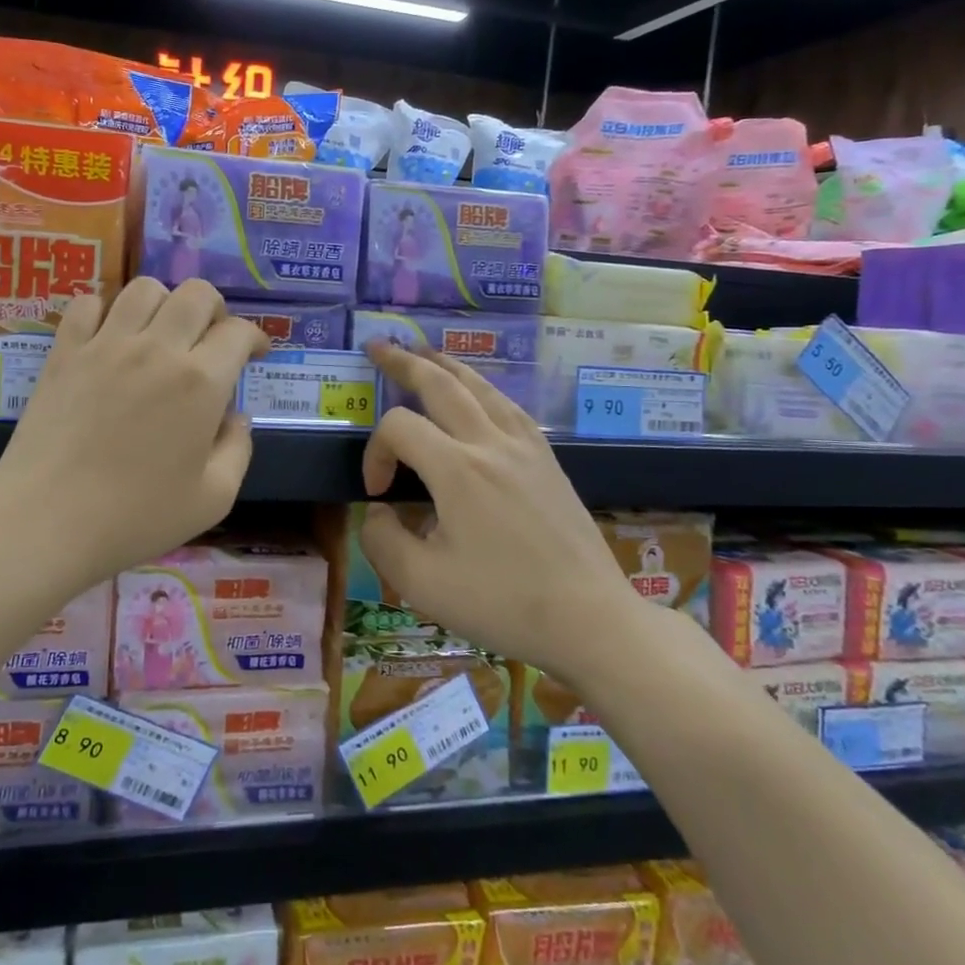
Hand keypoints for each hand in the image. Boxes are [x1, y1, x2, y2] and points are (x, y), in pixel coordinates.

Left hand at [0, 277, 268, 591]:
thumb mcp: (213, 499)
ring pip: (144, 289)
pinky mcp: (64, 352)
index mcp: (201, 382)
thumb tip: (236, 416)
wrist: (46, 523)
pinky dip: (104, 310)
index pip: (238, 332)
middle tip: (211, 339)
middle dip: (215, 309)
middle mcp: (157, 349)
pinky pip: (87, 303)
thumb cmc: (136, 518)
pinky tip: (108, 336)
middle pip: (197, 294)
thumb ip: (238, 449)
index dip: (254, 338)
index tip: (254, 354)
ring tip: (161, 332)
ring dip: (164, 303)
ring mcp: (106, 345)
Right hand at [358, 343, 648, 679]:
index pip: (399, 428)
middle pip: (442, 384)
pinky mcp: (548, 460)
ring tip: (423, 352)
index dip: (375, 452)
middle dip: (404, 362)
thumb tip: (379, 511)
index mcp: (457, 469)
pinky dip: (483, 388)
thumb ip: (382, 540)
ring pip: (481, 387)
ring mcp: (526, 448)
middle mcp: (491, 443)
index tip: (378, 494)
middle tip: (378, 346)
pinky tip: (479, 394)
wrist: (589, 618)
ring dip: (446, 365)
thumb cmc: (502, 603)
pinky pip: (510, 406)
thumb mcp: (421, 583)